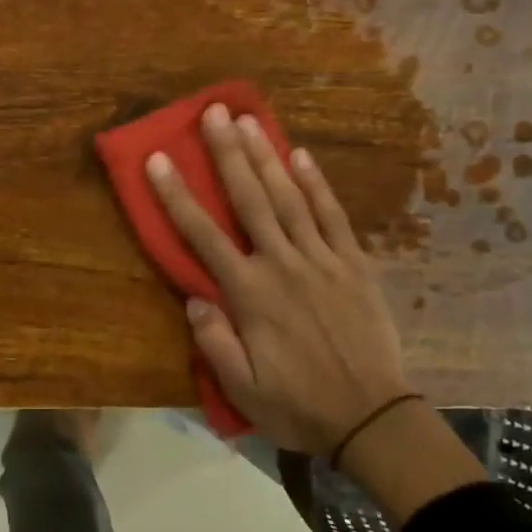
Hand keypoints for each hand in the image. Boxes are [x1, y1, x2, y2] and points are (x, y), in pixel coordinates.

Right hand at [144, 104, 414, 458]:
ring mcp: (322, 260)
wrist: (372, 419)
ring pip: (289, 198)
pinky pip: (334, 216)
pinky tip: (302, 156)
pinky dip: (317, 184)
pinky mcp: (354, 264)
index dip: (177, 195)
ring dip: (267, 157)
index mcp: (249, 294)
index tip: (158, 159)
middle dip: (228, 154)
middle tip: (213, 113)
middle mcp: (282, 265)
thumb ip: (213, 341)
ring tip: (249, 120)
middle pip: (249, 200)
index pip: (203, 235)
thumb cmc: (298, 404)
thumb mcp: (242, 388)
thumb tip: (193, 297)